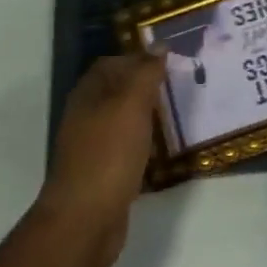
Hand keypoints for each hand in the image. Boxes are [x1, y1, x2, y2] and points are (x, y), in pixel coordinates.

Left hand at [35, 49, 165, 266]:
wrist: (85, 219)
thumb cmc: (108, 154)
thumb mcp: (131, 105)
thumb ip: (146, 74)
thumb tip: (159, 46)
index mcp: (88, 95)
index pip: (111, 64)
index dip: (138, 59)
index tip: (170, 62)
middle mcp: (86, 117)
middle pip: (118, 92)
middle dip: (147, 87)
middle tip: (181, 87)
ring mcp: (93, 147)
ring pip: (124, 122)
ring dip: (149, 117)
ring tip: (180, 116)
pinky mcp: (104, 174)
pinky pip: (128, 149)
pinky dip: (146, 146)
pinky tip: (166, 151)